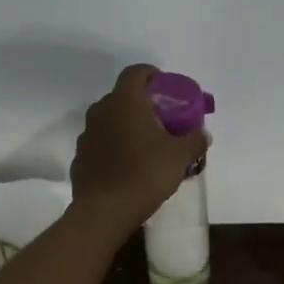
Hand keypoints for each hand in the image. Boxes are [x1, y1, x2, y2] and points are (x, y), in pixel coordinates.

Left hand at [69, 64, 209, 238]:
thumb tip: (203, 134)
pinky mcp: (80, 156)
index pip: (136, 72)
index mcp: (126, 101)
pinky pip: (101, 142)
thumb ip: (194, 139)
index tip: (166, 89)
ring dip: (127, 126)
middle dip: (143, 104)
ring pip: (110, 120)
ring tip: (146, 145)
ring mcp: (87, 134)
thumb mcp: (180, 156)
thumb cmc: (145, 173)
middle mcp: (101, 110)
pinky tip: (128, 165)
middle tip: (162, 120)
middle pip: (123, 96)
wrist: (105, 211)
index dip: (152, 75)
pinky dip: (114, 146)